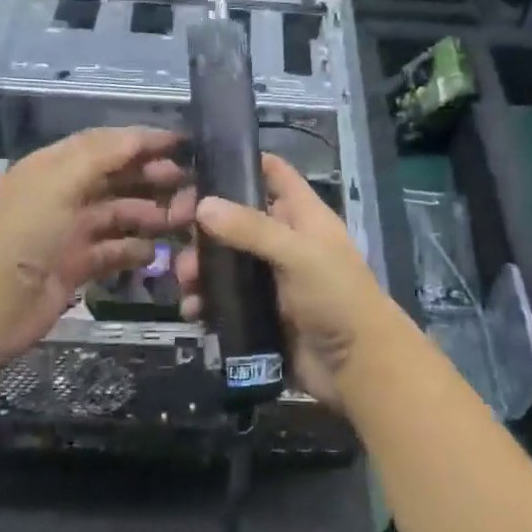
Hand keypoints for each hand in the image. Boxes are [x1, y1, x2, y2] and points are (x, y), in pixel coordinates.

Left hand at [0, 127, 184, 359]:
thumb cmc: (25, 233)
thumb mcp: (60, 181)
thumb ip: (102, 154)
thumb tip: (142, 135)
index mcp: (55, 167)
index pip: (106, 144)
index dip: (143, 141)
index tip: (183, 144)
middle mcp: (64, 195)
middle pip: (116, 178)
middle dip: (152, 178)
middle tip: (188, 188)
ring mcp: (70, 233)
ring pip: (119, 214)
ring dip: (150, 215)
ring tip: (180, 222)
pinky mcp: (76, 267)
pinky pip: (113, 251)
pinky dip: (135, 250)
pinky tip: (155, 254)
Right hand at [171, 153, 390, 406]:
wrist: (358, 367)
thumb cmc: (336, 297)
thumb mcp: (298, 254)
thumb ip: (252, 229)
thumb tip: (203, 205)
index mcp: (302, 216)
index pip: (273, 173)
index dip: (240, 163)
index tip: (198, 166)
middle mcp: (284, 242)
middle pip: (236, 218)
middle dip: (205, 225)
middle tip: (172, 229)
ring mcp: (271, 279)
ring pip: (225, 261)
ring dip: (200, 267)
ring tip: (186, 281)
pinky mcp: (259, 313)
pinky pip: (224, 300)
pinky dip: (205, 302)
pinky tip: (192, 311)